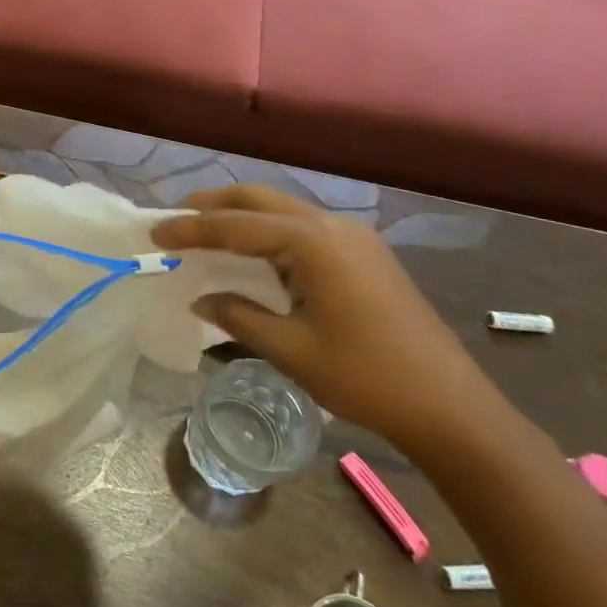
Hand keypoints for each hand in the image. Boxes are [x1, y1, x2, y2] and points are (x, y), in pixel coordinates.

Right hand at [152, 186, 497, 453]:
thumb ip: (239, 316)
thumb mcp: (291, 350)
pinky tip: (253, 252)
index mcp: (312, 243)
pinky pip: (302, 226)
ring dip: (241, 214)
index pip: (235, 225)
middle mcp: (331, 226)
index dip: (190, 229)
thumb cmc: (366, 378)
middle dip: (213, 205)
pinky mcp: (364, 254)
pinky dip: (267, 230)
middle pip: (258, 198)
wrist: (453, 408)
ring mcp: (352, 237)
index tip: (154, 234)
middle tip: (176, 220)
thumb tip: (200, 298)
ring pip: (282, 209)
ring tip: (205, 231)